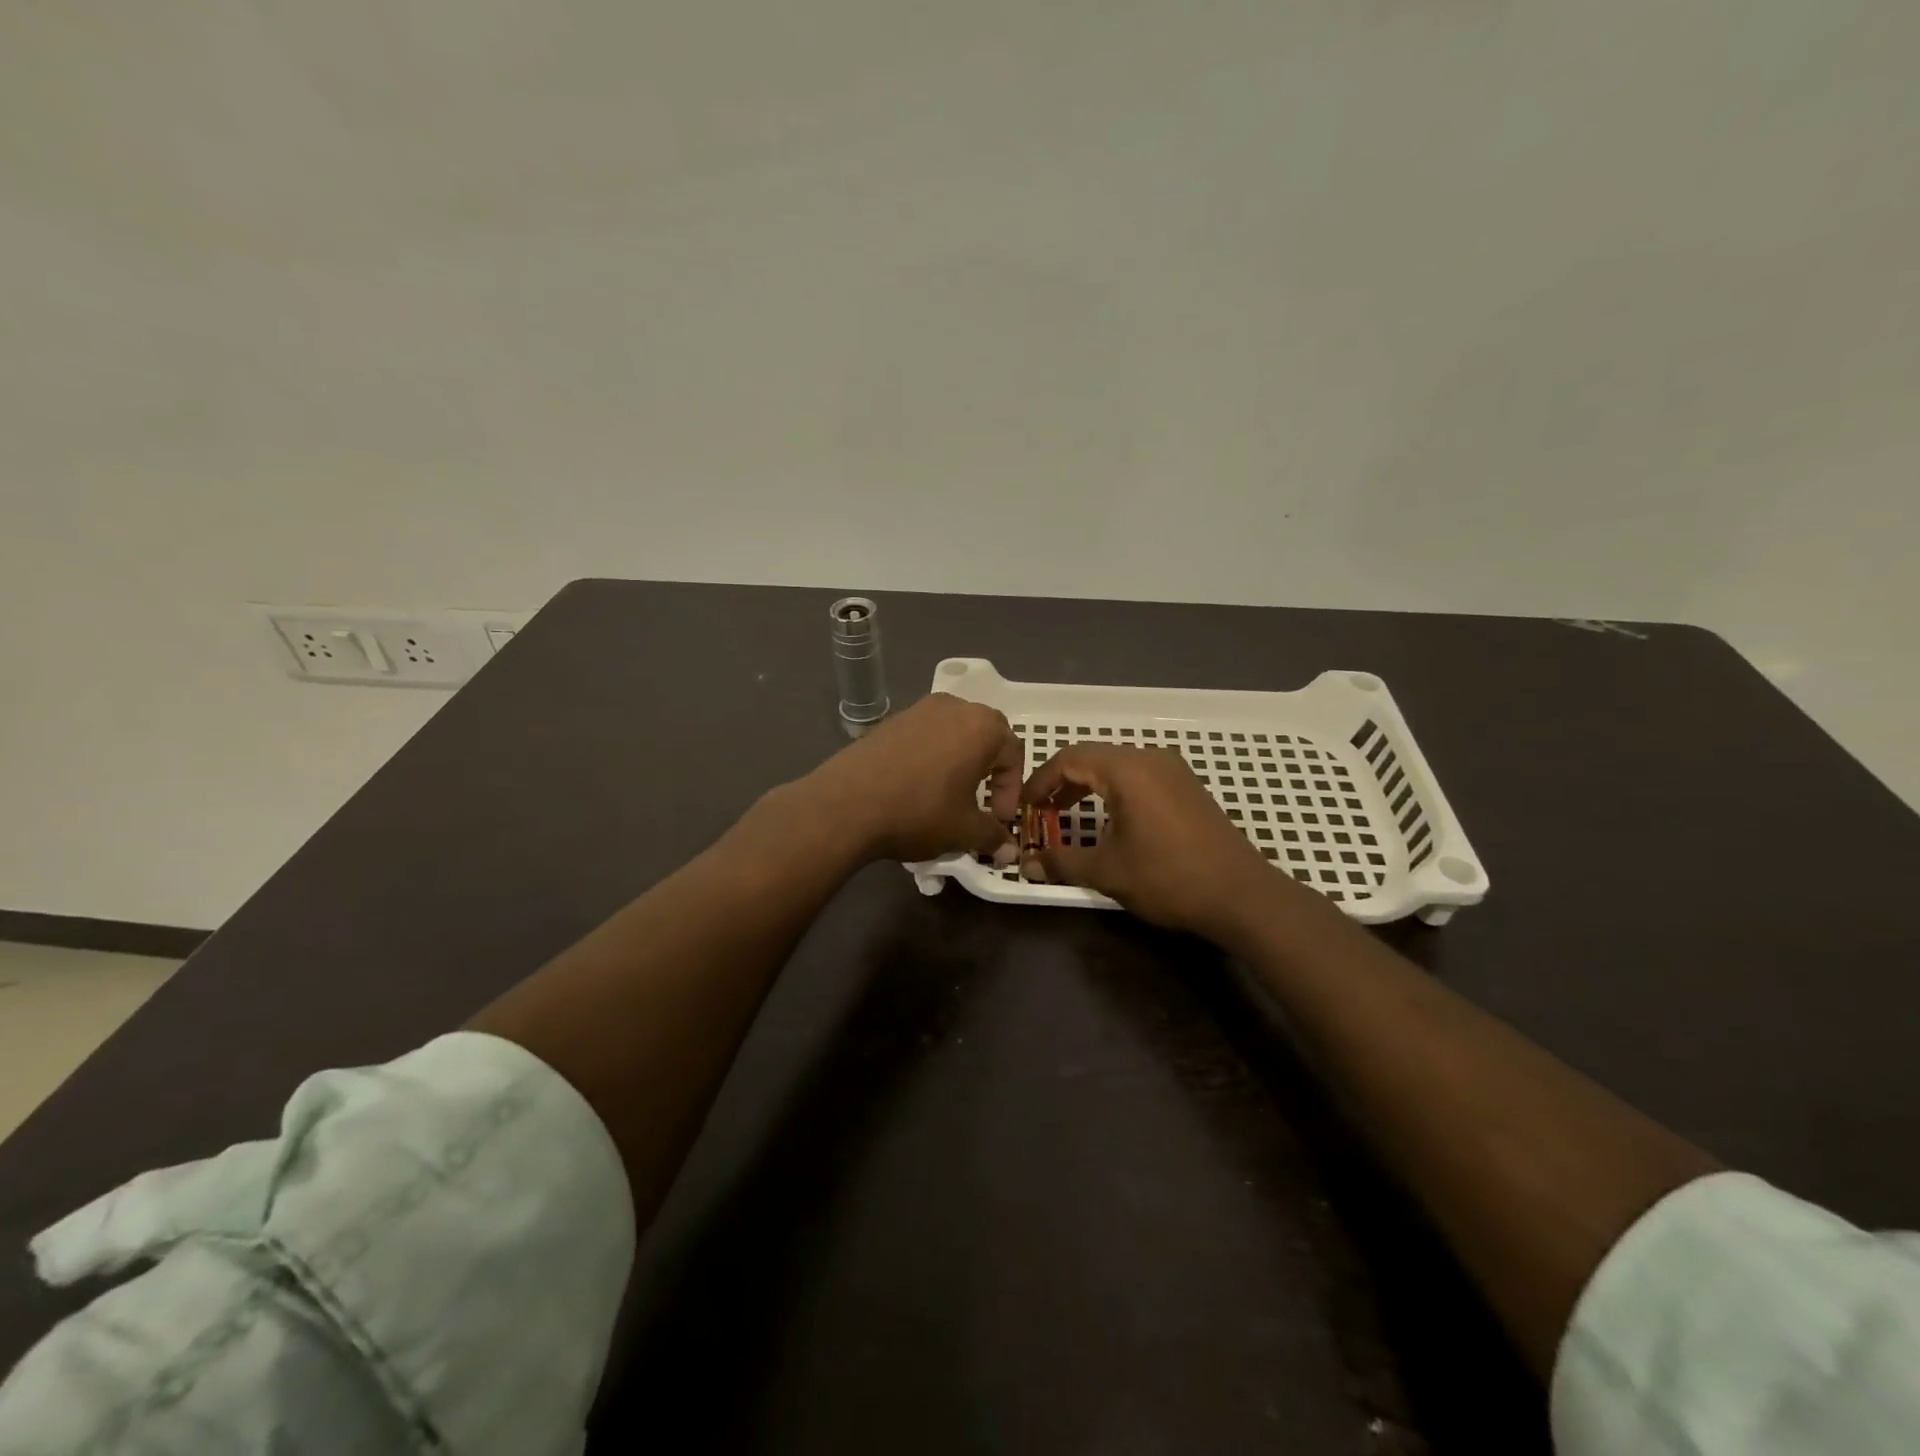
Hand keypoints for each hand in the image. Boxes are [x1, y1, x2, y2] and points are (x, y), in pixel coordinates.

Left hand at [808, 694, 1023, 863]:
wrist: (847, 804)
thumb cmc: (920, 812)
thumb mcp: (963, 830)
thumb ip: (992, 836)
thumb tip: (1008, 851)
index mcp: (982, 726)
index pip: (1013, 754)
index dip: (1011, 791)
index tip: (998, 820)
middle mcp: (954, 707)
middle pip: (985, 735)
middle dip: (989, 770)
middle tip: (980, 802)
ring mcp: (918, 709)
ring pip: (953, 733)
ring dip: (959, 761)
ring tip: (949, 794)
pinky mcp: (890, 721)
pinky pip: (924, 736)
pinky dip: (930, 757)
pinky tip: (916, 786)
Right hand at [1021, 743, 1320, 938]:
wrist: (1242, 895)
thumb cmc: (1168, 877)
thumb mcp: (1107, 871)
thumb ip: (1062, 862)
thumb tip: (1027, 865)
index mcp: (1126, 769)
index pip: (1069, 758)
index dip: (1040, 781)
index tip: (1024, 807)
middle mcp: (1149, 758)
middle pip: (1092, 757)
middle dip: (1061, 782)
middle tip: (1042, 812)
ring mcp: (1173, 770)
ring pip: (1117, 765)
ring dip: (1088, 785)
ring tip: (1068, 815)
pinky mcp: (1187, 786)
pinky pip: (1139, 776)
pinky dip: (1114, 790)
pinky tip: (1111, 819)